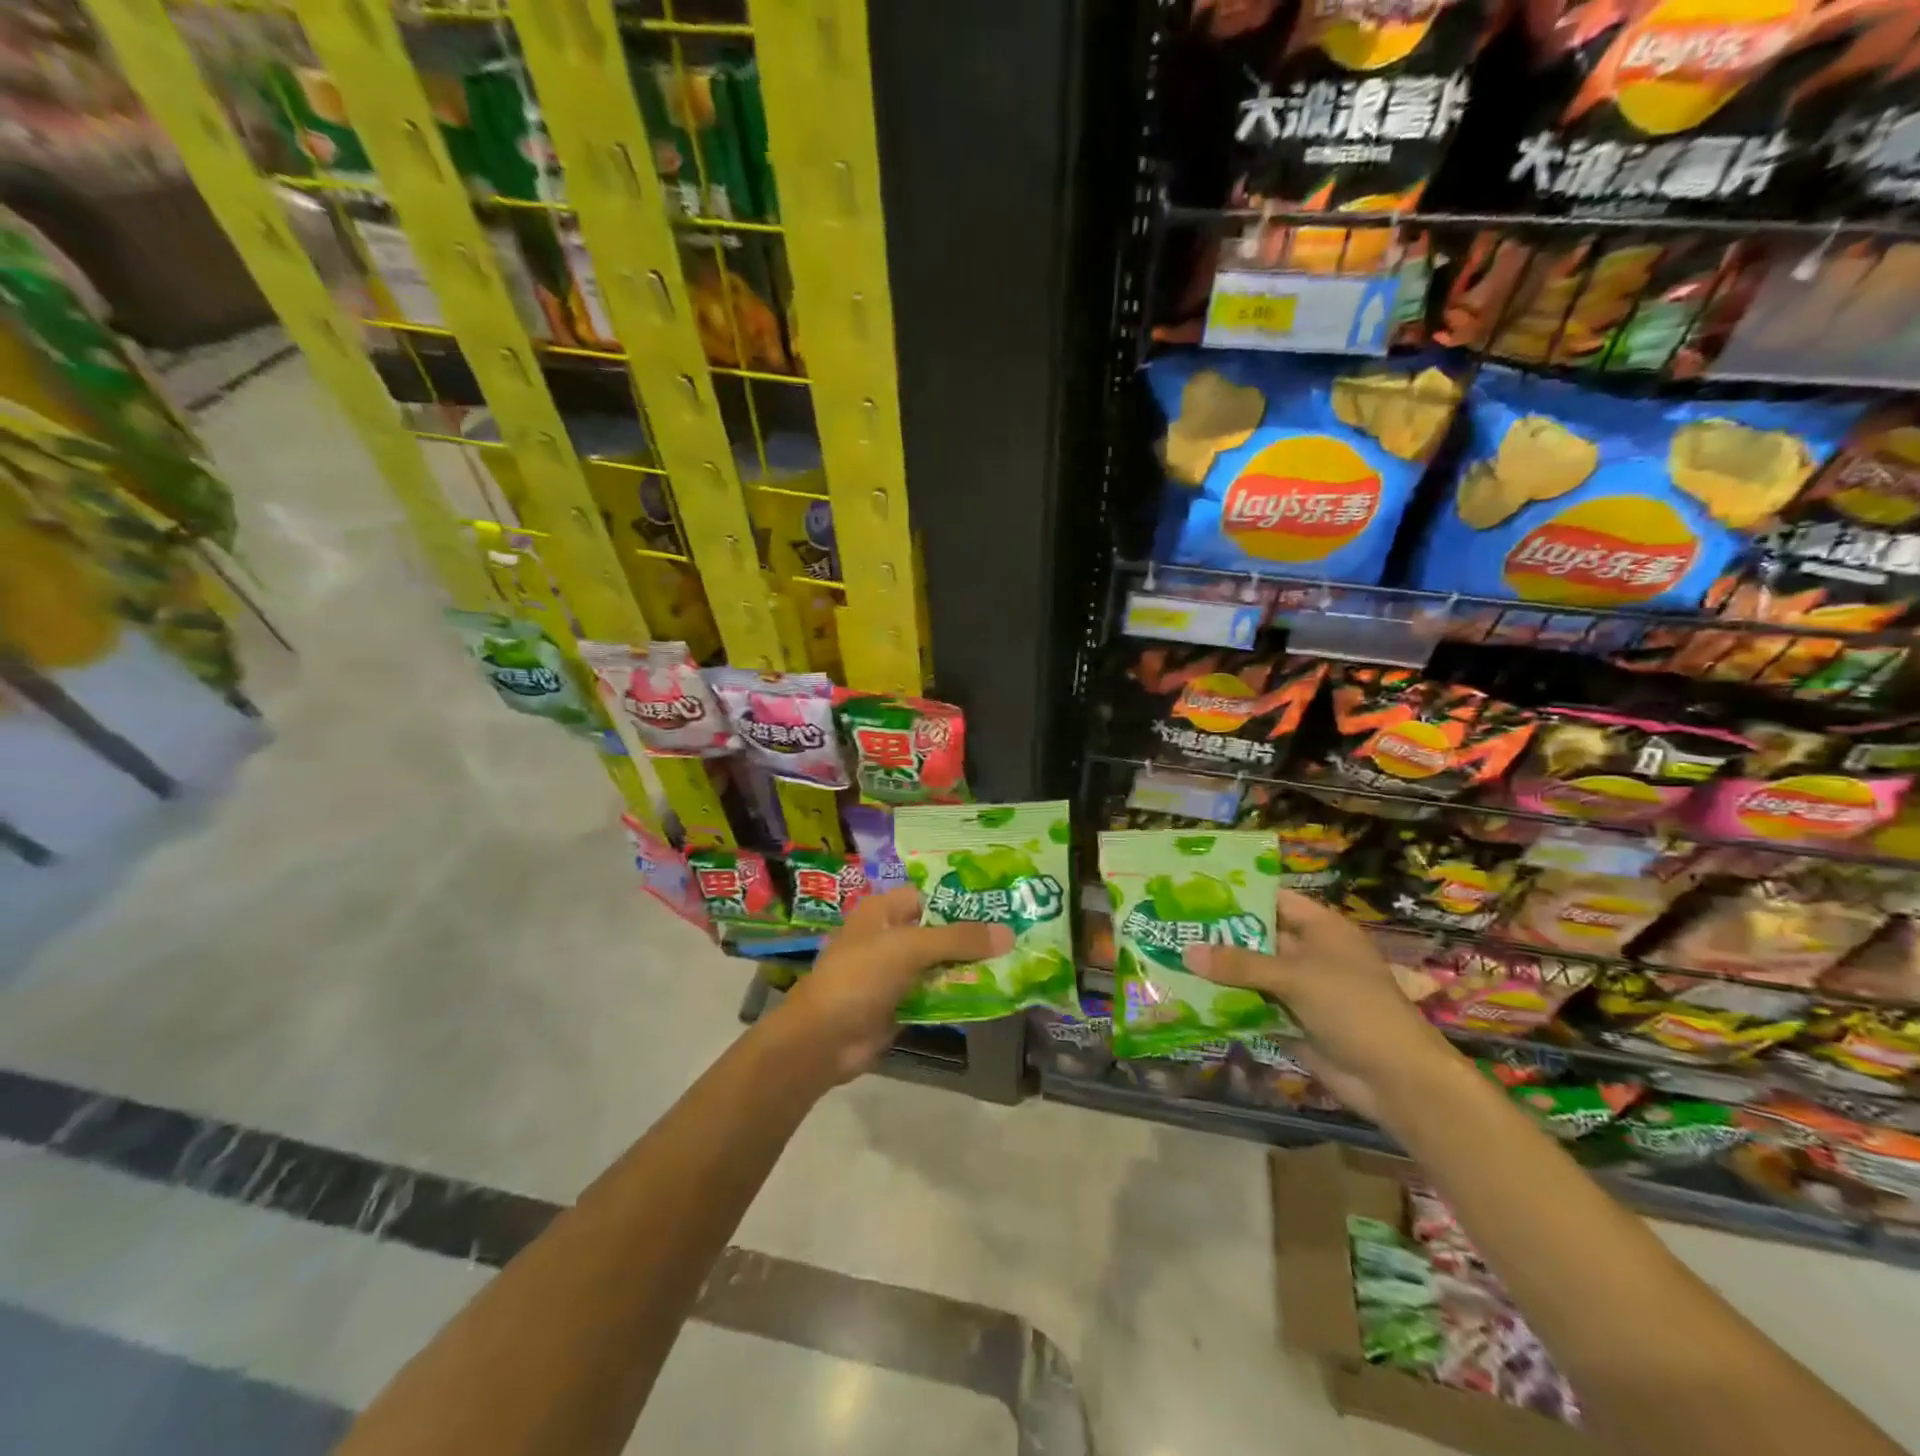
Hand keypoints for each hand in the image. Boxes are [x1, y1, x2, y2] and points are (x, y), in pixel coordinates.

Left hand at [771, 887, 1011, 1084]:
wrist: (823, 1039)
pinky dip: (959, 993)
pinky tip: (994, 992)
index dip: (963, 899)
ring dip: (970, 966)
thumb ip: (958, 939)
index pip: (930, 896)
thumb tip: (1008, 934)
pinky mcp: (902, 1004)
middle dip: (973, 936)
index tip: (1002, 903)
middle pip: (939, 931)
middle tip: (1019, 934)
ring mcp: (896, 973)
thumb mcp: (910, 948)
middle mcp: (890, 936)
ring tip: (1016, 962)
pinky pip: (937, 993)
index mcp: (883, 911)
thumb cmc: (860, 977)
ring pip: (941, 964)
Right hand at [1183, 890, 1457, 1119]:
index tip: (1195, 892)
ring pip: (1253, 974)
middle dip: (1220, 936)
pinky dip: (1230, 1003)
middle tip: (1172, 927)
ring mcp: (1302, 990)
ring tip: (1171, 959)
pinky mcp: (1294, 1022)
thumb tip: (1186, 952)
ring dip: (1221, 972)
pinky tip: (1192, 998)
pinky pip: (1255, 1006)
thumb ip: (1240, 964)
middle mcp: (1310, 954)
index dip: (1238, 895)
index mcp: (1321, 929)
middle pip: (1259, 938)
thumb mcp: (1295, 977)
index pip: (1274, 900)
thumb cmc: (1353, 1008)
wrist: (1396, 1079)